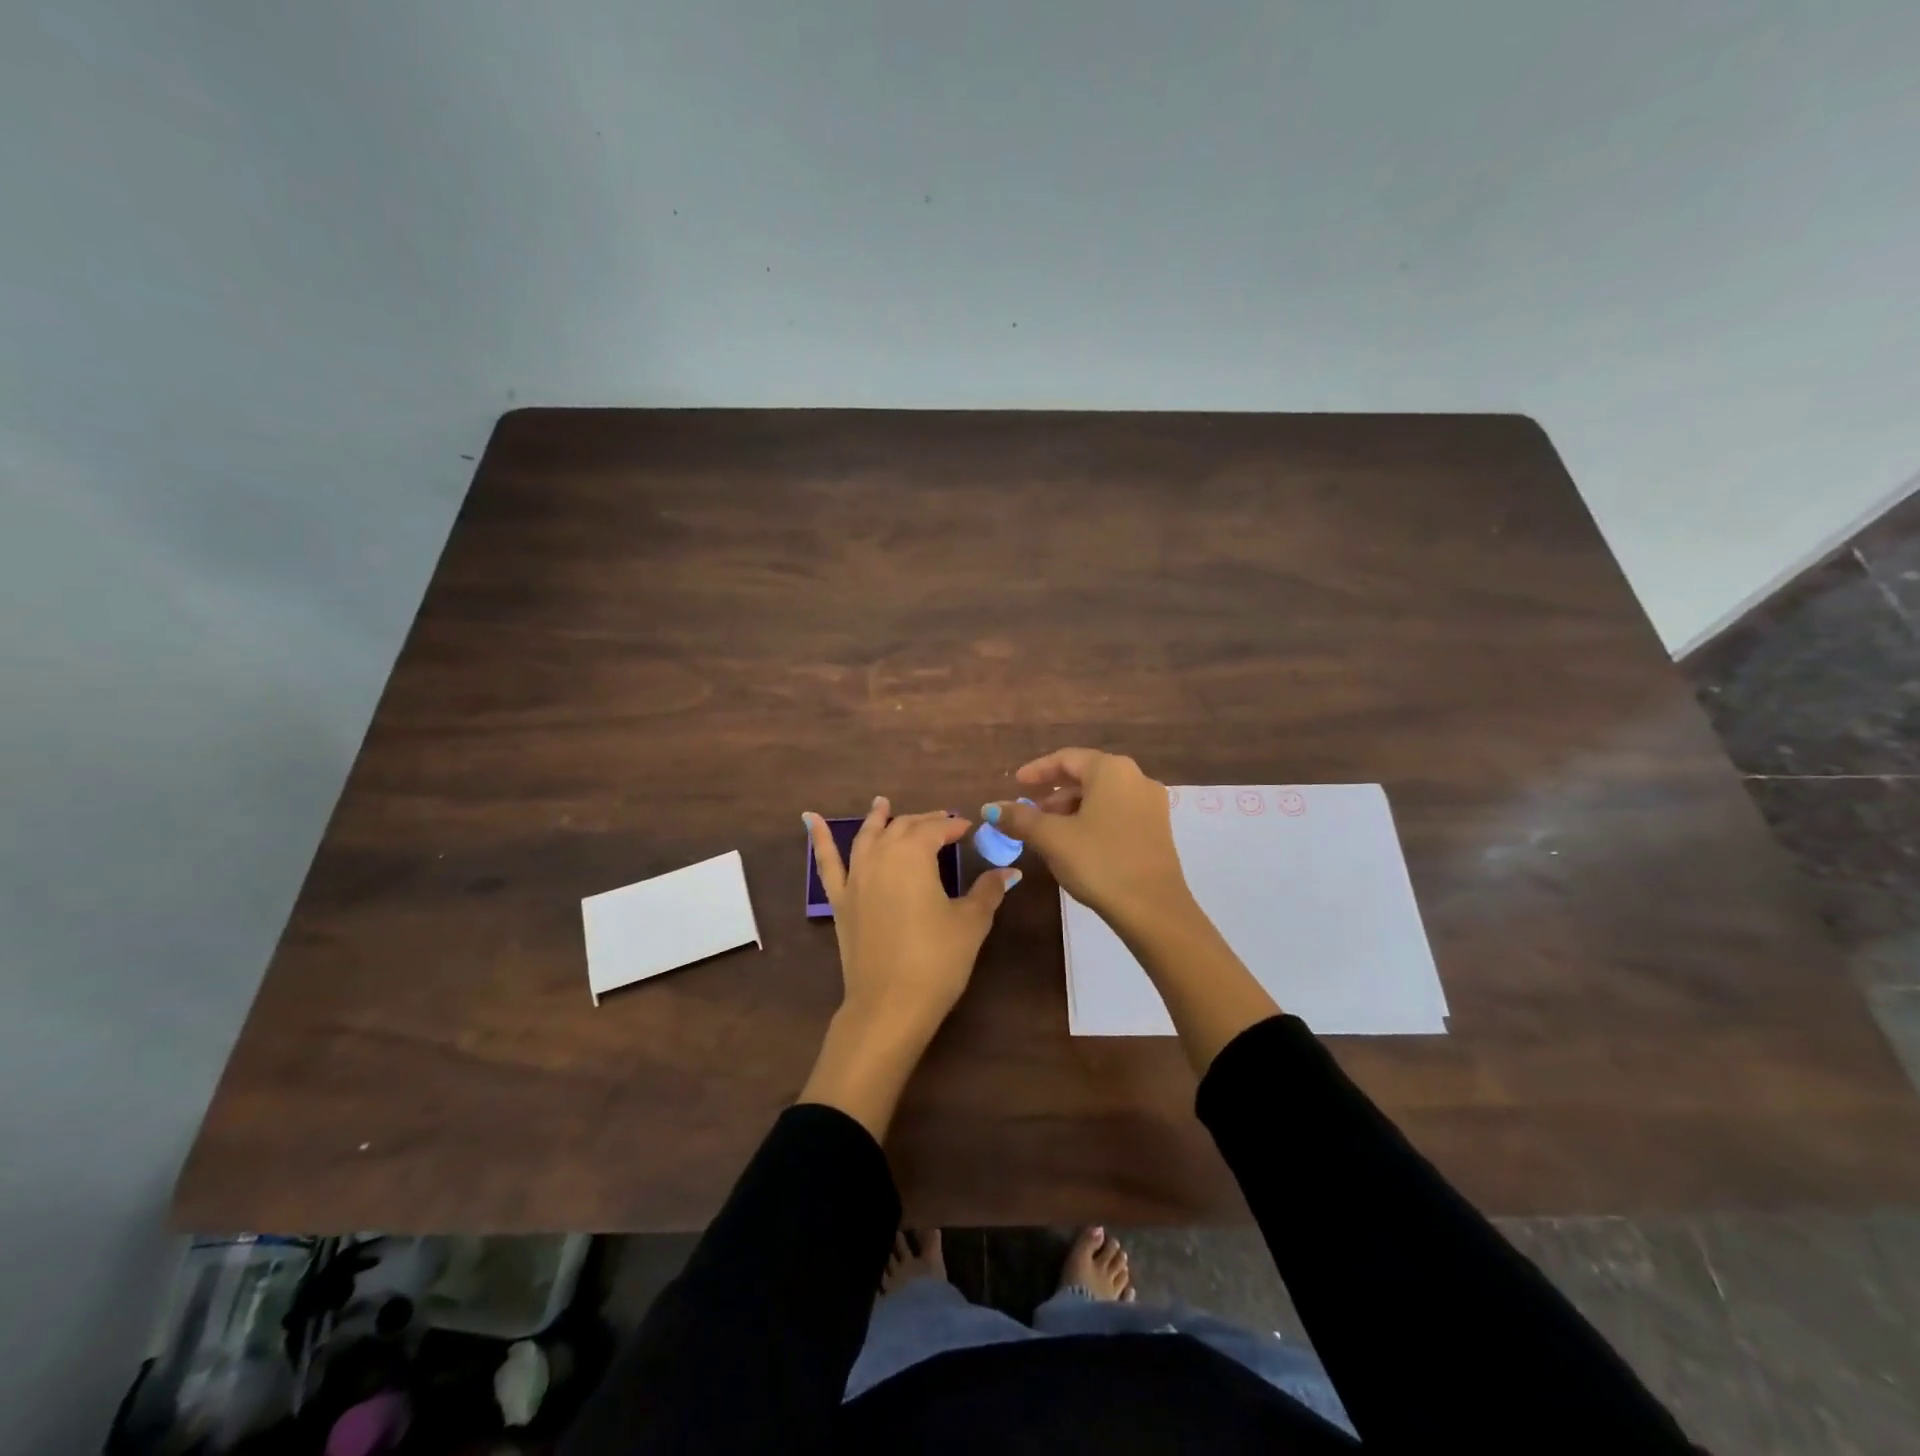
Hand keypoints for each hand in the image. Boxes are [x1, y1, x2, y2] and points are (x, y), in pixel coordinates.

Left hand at [805, 797, 1018, 1042]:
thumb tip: (1009, 872)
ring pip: (867, 837)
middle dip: (924, 822)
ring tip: (882, 802)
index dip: (954, 826)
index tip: (968, 828)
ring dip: (878, 818)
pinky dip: (819, 839)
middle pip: (903, 828)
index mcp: (914, 855)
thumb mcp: (970, 923)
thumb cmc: (937, 959)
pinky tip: (810, 819)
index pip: (936, 829)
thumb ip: (988, 891)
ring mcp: (856, 877)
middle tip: (942, 821)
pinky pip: (828, 863)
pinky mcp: (840, 901)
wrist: (890, 1004)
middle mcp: (881, 856)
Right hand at [983, 748, 1192, 932]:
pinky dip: (1092, 818)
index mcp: (1111, 770)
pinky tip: (1075, 842)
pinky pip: (1117, 812)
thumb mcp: (1052, 839)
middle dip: (1054, 792)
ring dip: (1072, 807)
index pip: (1067, 758)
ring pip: (1102, 795)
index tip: (1016, 784)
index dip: (1037, 770)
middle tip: (1028, 809)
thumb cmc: (1099, 862)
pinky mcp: (1157, 829)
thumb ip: (1019, 818)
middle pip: (1086, 775)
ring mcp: (1151, 804)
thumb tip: (989, 807)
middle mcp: (1136, 778)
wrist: (1153, 909)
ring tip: (1047, 830)